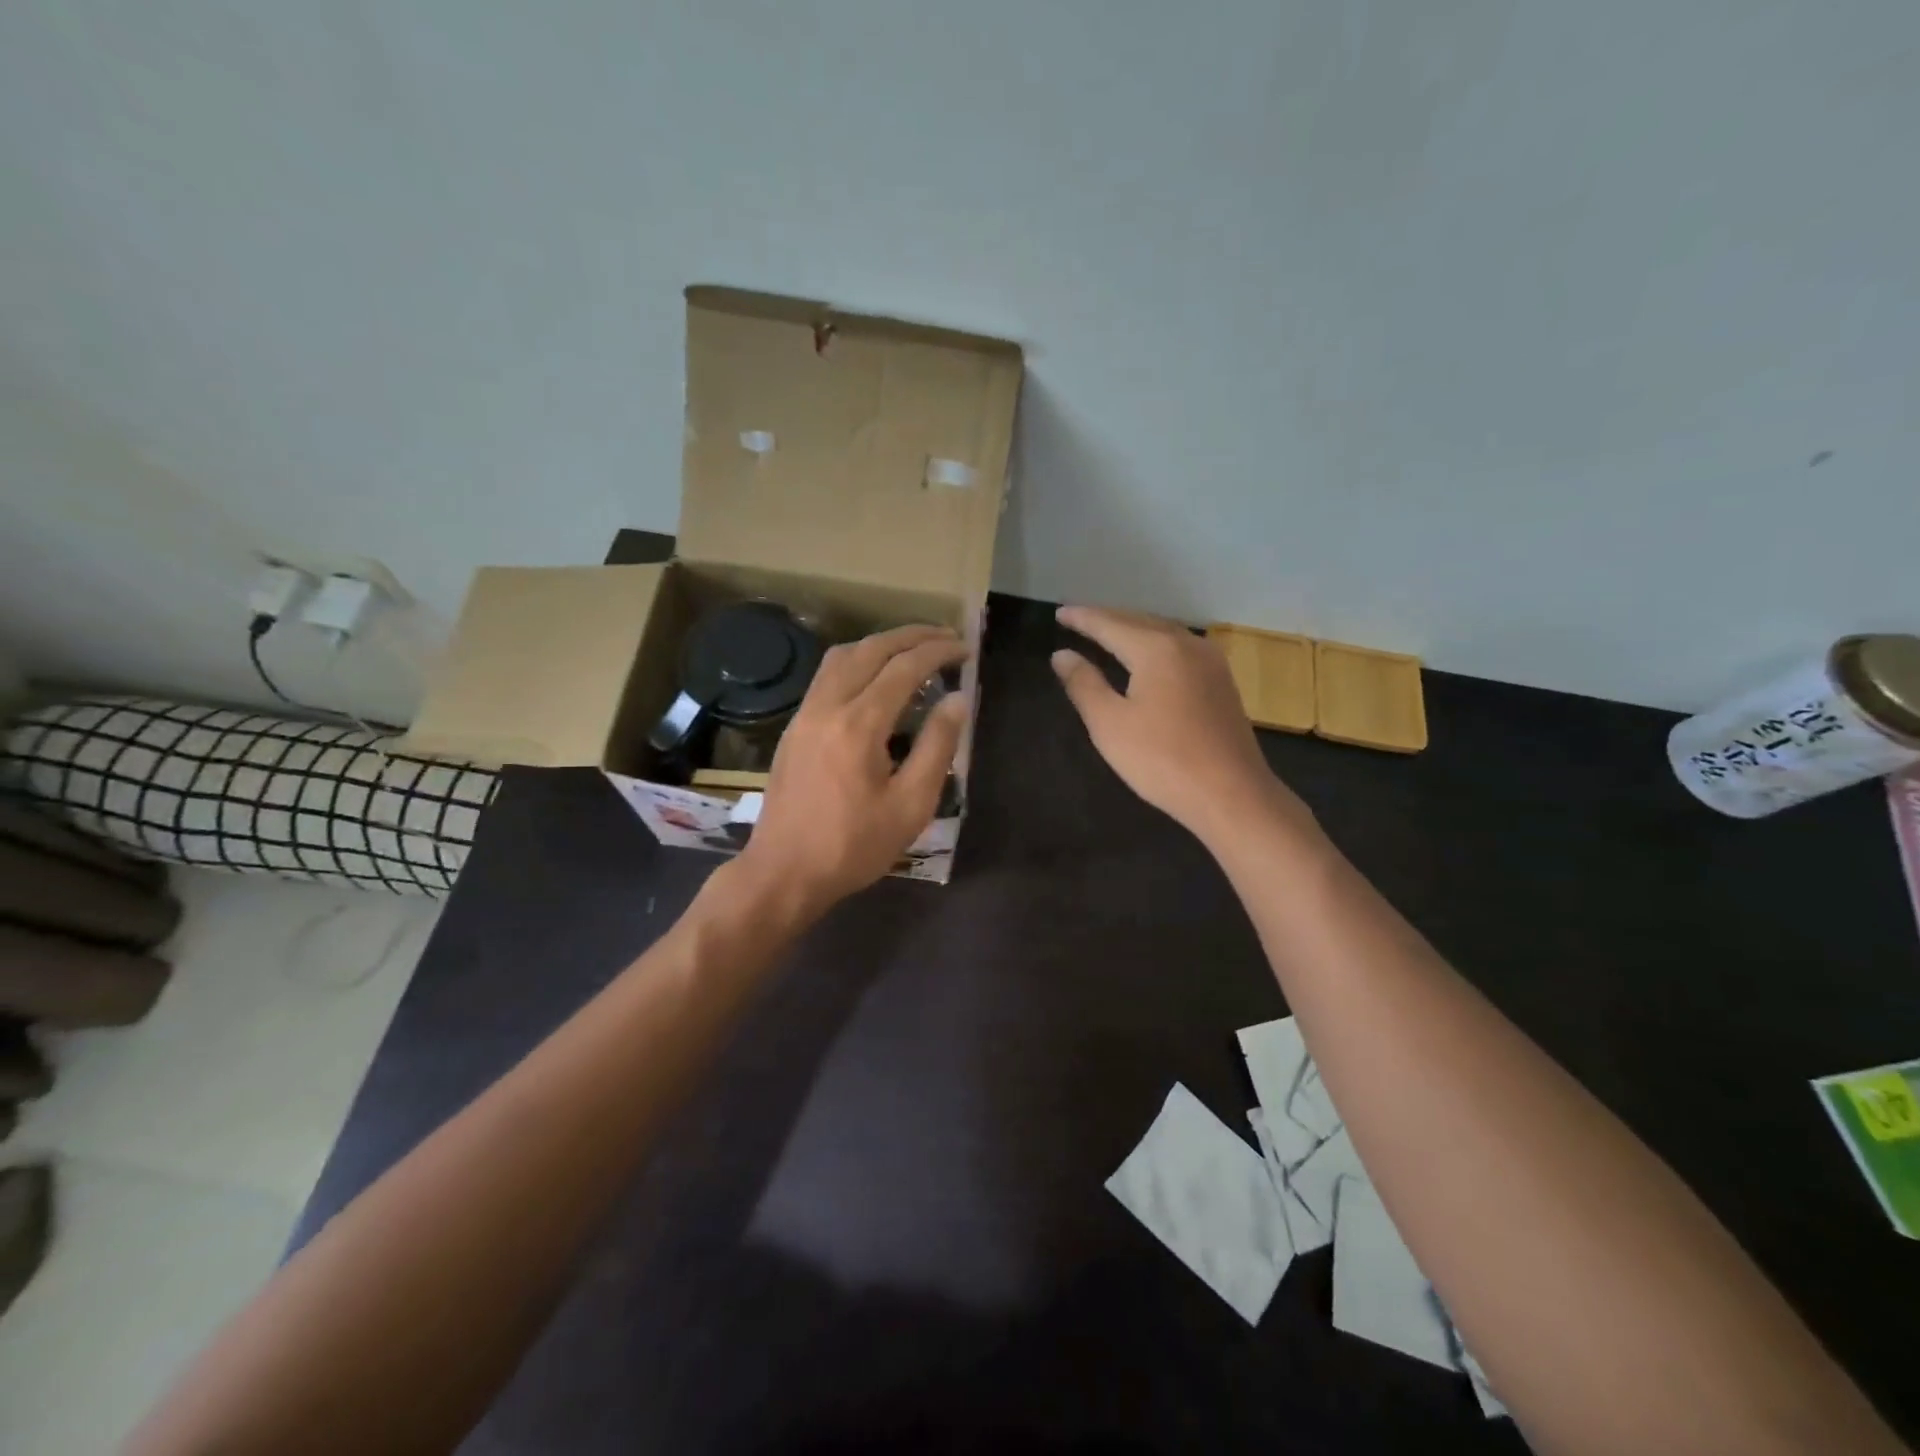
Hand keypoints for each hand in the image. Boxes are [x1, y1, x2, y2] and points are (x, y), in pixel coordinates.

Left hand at [737, 624, 968, 915]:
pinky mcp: (794, 727)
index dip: (938, 651)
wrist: (784, 872)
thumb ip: (937, 747)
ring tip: (913, 649)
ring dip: (880, 643)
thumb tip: (958, 700)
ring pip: (842, 656)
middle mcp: (828, 706)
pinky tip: (874, 678)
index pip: (904, 667)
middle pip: (871, 649)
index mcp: (859, 724)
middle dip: (912, 636)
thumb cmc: (853, 846)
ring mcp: (805, 714)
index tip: (965, 648)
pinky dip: (857, 661)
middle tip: (946, 637)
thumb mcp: (911, 805)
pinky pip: (827, 675)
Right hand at [1052, 605, 1305, 845]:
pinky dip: (1154, 644)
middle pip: (1139, 621)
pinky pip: (1179, 648)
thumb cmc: (1162, 760)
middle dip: (1107, 619)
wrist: (1231, 794)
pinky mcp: (1221, 681)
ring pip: (1163, 632)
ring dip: (1132, 629)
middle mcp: (1187, 644)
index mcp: (1157, 649)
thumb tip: (1062, 654)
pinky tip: (1147, 656)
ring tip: (1107, 633)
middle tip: (1078, 619)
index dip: (1082, 618)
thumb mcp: (1109, 724)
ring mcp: (1210, 662)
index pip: (1110, 624)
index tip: (1058, 612)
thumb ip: (1083, 684)